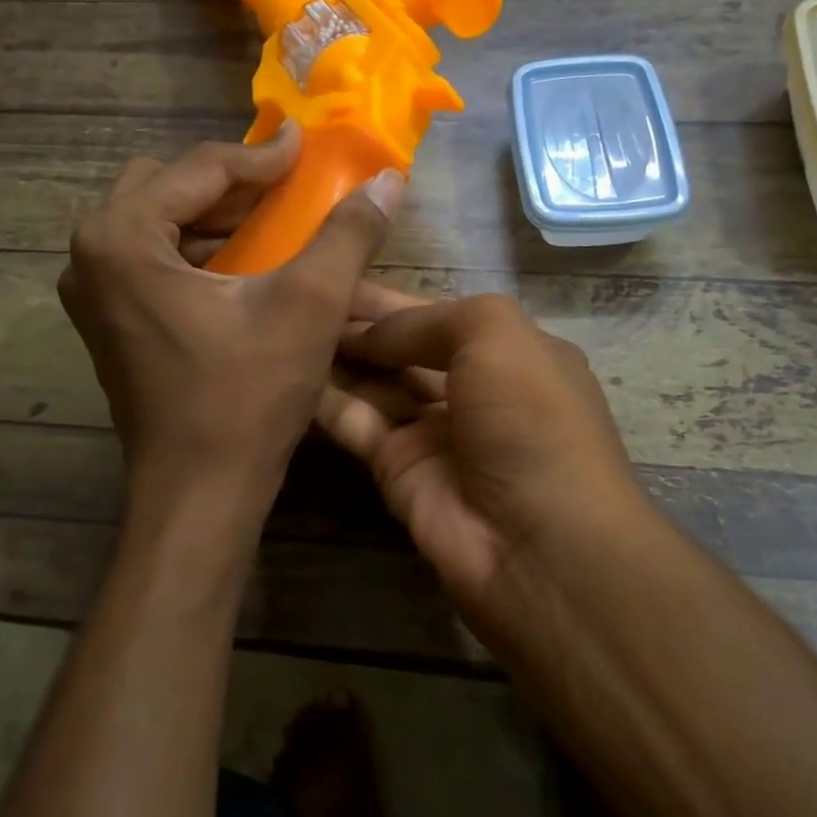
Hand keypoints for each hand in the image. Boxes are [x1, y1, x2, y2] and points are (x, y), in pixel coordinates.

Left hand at [59, 125, 403, 513]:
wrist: (199, 492)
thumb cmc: (247, 398)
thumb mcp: (308, 307)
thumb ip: (347, 235)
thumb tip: (387, 180)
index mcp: (122, 238)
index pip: (200, 169)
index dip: (263, 157)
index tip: (309, 145)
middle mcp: (89, 256)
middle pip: (166, 187)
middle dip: (230, 183)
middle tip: (287, 189)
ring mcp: (92, 293)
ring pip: (156, 223)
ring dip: (213, 216)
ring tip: (272, 222)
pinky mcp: (108, 324)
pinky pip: (151, 261)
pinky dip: (196, 251)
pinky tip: (243, 267)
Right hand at [317, 284, 649, 639]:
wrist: (538, 544)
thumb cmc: (529, 418)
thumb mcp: (495, 334)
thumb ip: (424, 320)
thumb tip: (366, 331)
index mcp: (509, 352)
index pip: (435, 314)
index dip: (386, 298)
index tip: (332, 272)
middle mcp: (471, 389)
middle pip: (401, 348)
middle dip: (355, 325)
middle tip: (294, 295)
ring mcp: (433, 432)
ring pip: (374, 384)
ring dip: (334, 358)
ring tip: (278, 325)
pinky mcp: (397, 469)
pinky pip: (355, 423)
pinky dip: (323, 401)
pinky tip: (284, 372)